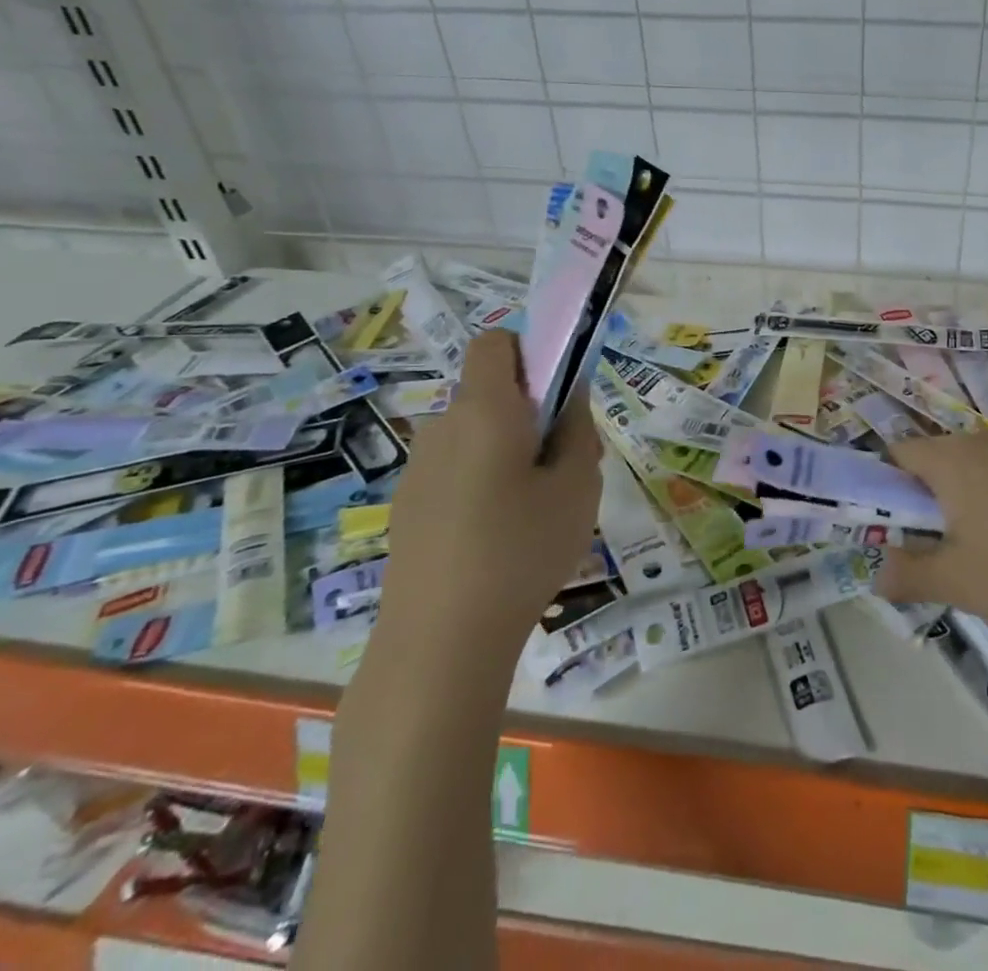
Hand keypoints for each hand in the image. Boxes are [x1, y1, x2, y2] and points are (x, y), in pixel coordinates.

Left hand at [378, 331, 602, 640]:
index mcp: (486, 410)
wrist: (438, 644)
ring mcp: (419, 469)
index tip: (559, 394)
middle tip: (565, 464)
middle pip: (491, 392)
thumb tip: (570, 392)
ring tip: (535, 508)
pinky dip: (482, 481)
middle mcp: (444, 427)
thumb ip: (579, 429)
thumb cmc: (522, 550)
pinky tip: (498, 537)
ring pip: (475, 434)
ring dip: (508, 450)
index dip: (530, 352)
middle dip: (531, 412)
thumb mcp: (578, 486)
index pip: (495, 343)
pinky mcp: (408, 506)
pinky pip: (455, 469)